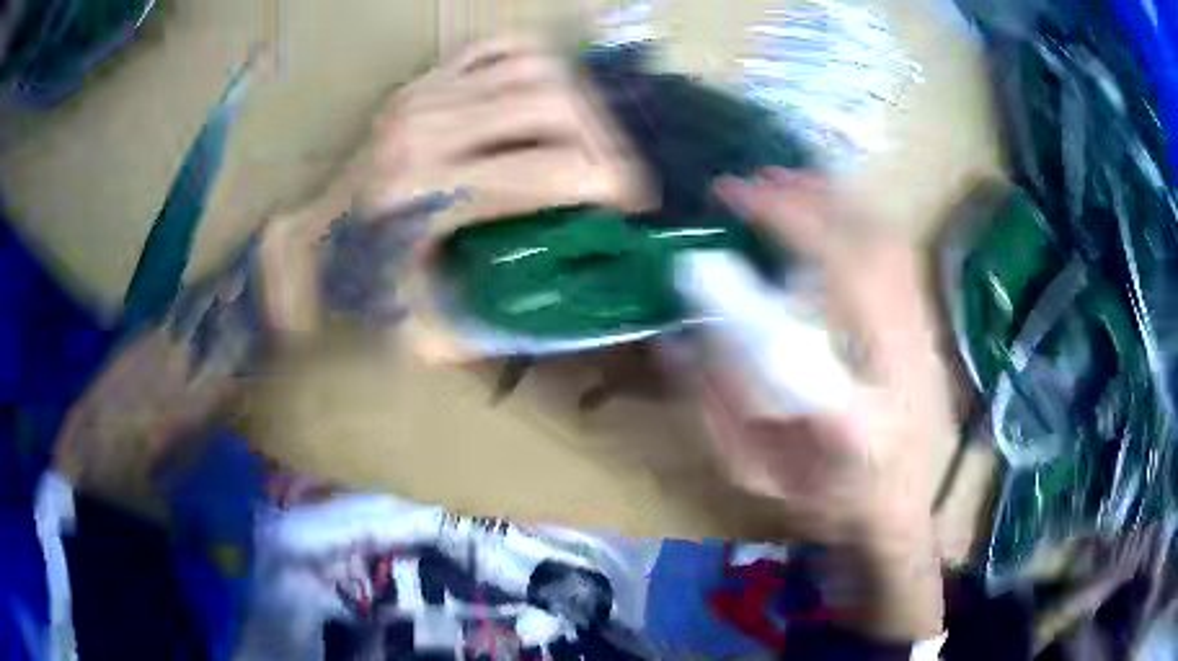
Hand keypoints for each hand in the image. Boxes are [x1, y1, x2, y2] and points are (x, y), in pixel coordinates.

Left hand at [259, 36, 653, 334]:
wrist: (308, 247)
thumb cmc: (358, 290)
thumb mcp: (425, 332)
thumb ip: (501, 326)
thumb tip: (577, 298)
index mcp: (424, 194)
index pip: (551, 169)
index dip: (611, 184)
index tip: (631, 207)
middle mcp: (426, 128)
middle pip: (554, 105)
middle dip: (606, 142)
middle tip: (616, 178)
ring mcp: (423, 95)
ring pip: (536, 69)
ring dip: (580, 105)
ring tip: (590, 142)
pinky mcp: (423, 81)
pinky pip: (501, 49)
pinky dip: (539, 67)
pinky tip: (549, 101)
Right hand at [706, 168, 952, 638]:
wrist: (902, 514)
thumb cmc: (827, 505)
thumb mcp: (757, 475)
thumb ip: (716, 408)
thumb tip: (681, 337)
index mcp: (862, 409)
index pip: (831, 297)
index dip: (787, 226)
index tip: (732, 198)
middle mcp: (906, 364)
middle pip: (870, 252)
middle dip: (807, 200)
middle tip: (750, 183)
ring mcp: (927, 342)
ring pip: (889, 245)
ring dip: (834, 203)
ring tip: (783, 184)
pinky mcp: (930, 331)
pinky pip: (899, 257)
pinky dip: (859, 221)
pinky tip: (828, 213)